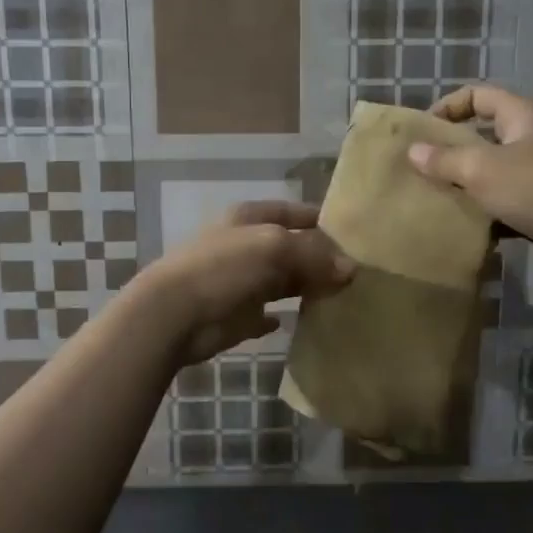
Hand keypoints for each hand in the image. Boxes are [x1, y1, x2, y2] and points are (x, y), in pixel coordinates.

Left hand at [139, 201, 355, 363]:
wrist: (174, 314)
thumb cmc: (224, 268)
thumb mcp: (274, 248)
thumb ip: (314, 256)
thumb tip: (351, 269)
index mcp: (249, 219)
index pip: (293, 212)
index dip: (320, 220)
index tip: (353, 234)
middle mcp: (245, 246)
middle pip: (290, 248)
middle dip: (319, 258)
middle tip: (358, 272)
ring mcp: (239, 282)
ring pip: (281, 281)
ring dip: (305, 286)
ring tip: (342, 296)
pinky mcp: (235, 316)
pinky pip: (265, 314)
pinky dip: (280, 317)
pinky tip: (300, 320)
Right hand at [407, 85, 532, 269]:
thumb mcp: (482, 169)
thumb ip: (444, 159)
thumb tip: (412, 151)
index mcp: (521, 114)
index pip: (477, 95)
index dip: (447, 107)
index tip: (423, 131)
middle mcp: (531, 136)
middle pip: (483, 133)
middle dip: (451, 149)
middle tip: (420, 166)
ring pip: (492, 169)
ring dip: (466, 182)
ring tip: (434, 196)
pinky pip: (504, 198)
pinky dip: (484, 208)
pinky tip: (461, 223)